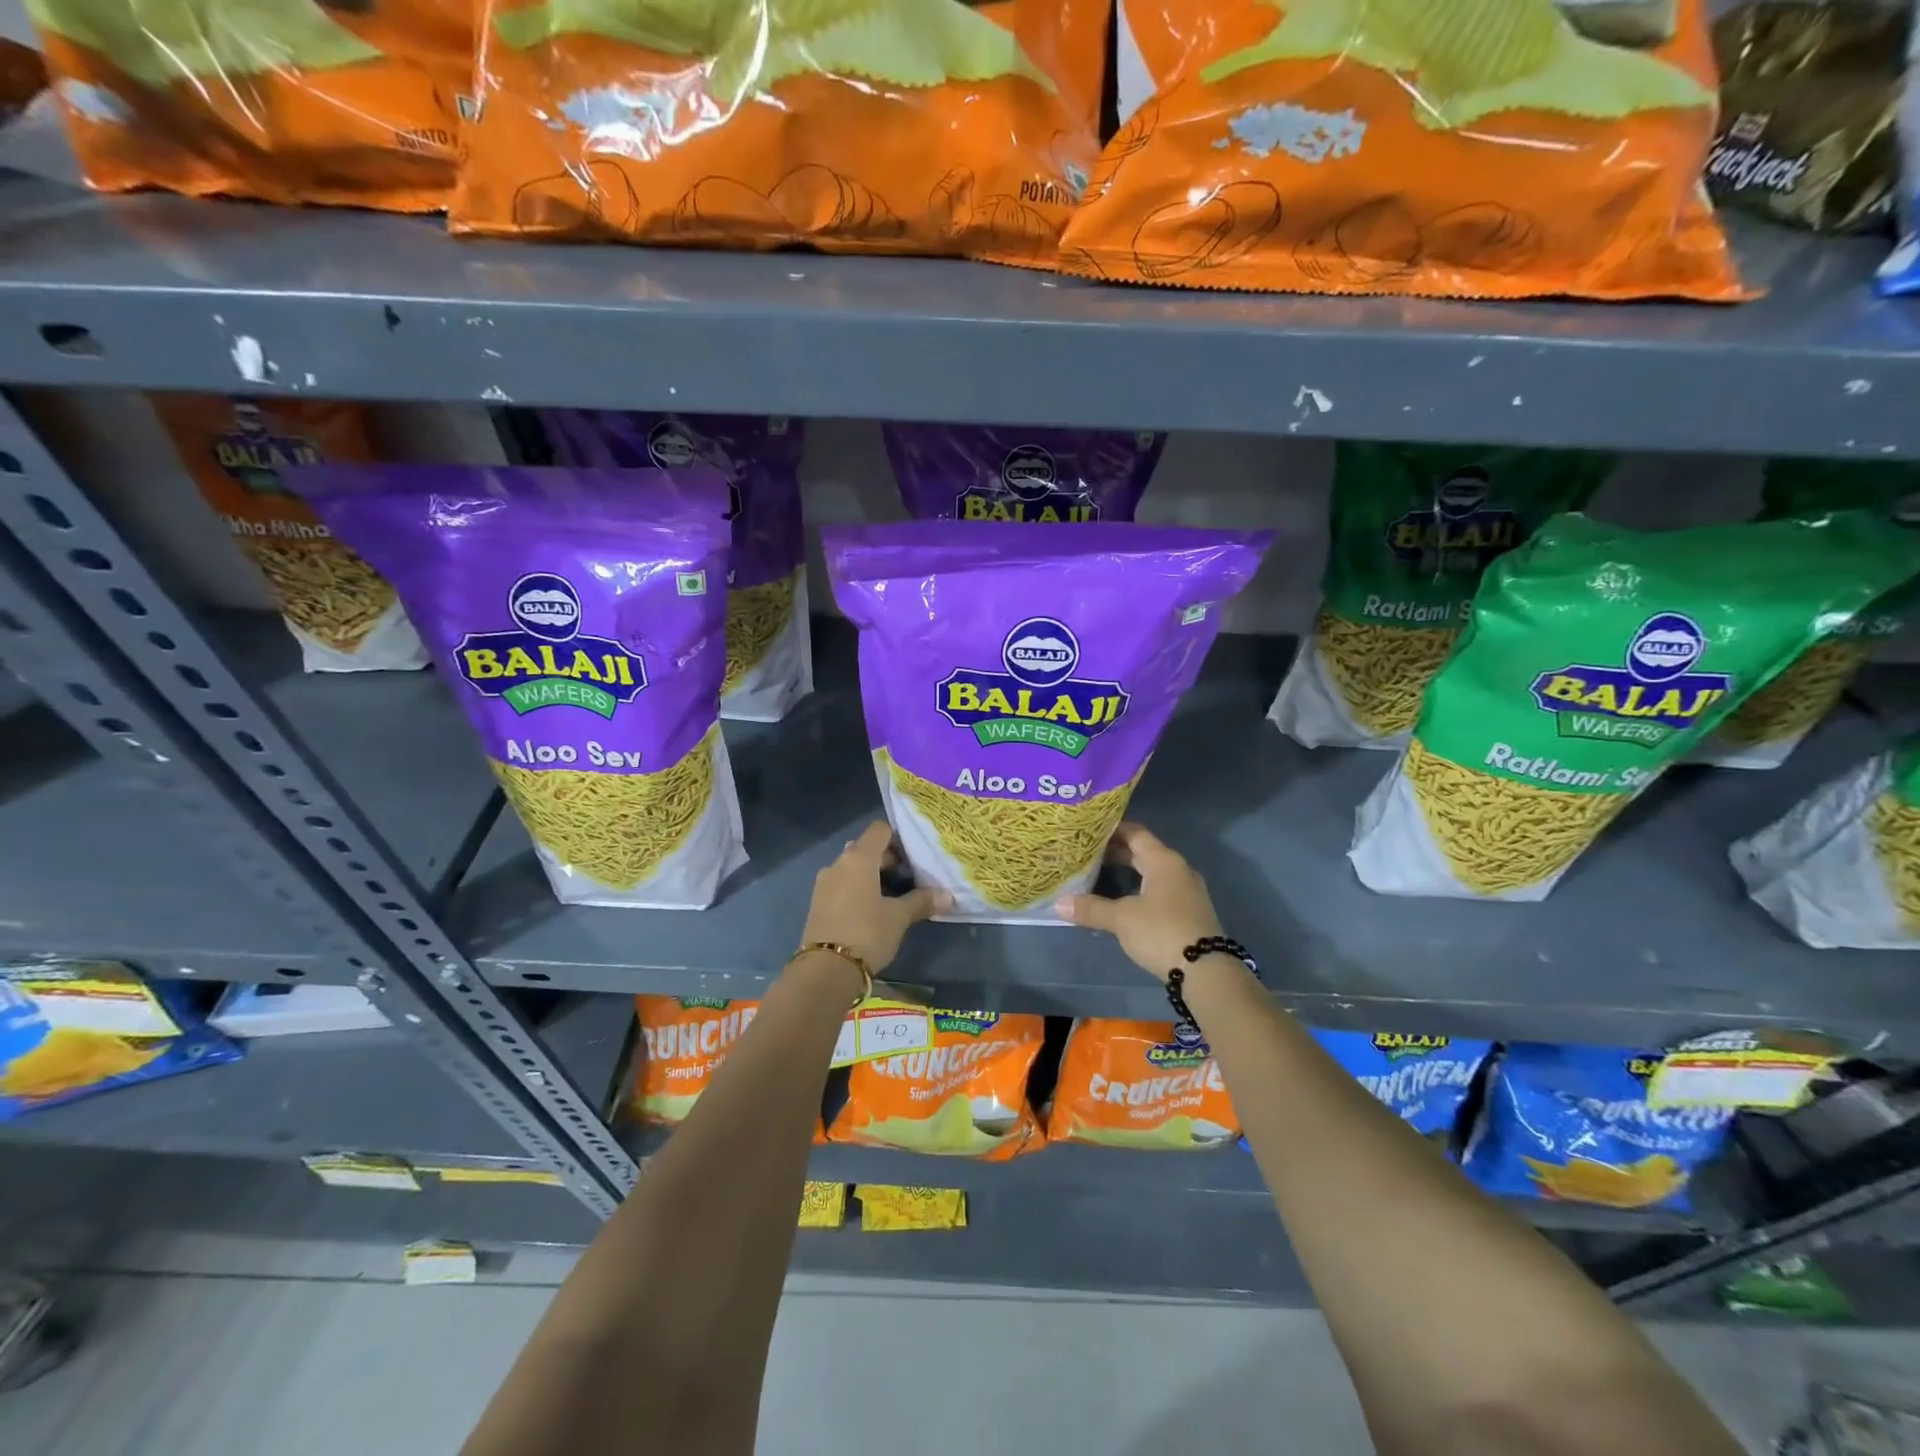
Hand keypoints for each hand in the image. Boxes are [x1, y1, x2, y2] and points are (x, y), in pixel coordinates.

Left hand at [799, 821, 949, 975]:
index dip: (898, 838)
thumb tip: (948, 896)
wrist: (825, 970)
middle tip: (910, 879)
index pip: (880, 830)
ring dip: (872, 877)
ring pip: (853, 869)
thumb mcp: (899, 917)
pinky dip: (858, 890)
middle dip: (888, 860)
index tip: (915, 856)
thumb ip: (922, 901)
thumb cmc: (867, 933)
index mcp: (858, 858)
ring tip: (894, 897)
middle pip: (866, 849)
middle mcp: (838, 864)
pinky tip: (872, 910)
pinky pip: (842, 885)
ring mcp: (824, 883)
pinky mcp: (818, 903)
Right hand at [1055, 822, 1223, 982]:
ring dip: (1128, 871)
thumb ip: (1091, 908)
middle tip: (1087, 852)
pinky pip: (1160, 889)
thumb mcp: (1122, 919)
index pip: (1135, 833)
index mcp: (1164, 861)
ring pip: (1152, 871)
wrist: (1206, 971)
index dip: (1112, 830)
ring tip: (1100, 873)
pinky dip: (1139, 887)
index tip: (1088, 830)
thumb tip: (1058, 904)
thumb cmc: (1162, 932)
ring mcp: (1187, 891)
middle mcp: (1178, 869)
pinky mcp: (1189, 911)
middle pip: (1144, 852)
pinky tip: (1123, 899)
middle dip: (1116, 851)